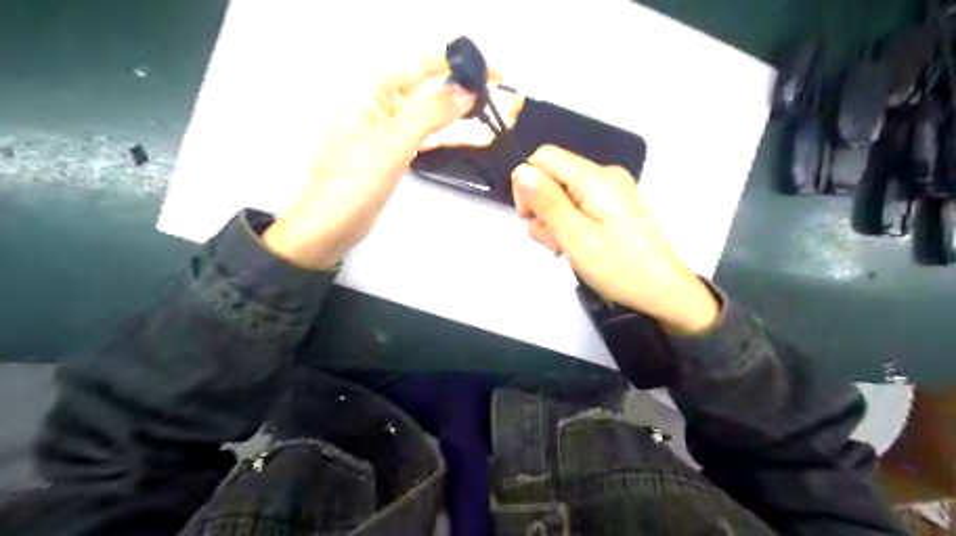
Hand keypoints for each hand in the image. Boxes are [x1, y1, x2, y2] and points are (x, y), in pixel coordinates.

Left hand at [261, 57, 507, 269]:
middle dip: (467, 94)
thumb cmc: (354, 180)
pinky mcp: (397, 152)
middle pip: (432, 91)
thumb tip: (465, 89)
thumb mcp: (394, 141)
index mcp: (374, 91)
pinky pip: (429, 137)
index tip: (492, 74)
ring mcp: (390, 130)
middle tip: (503, 99)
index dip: (459, 68)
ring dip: (464, 117)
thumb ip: (430, 112)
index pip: (424, 68)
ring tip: (498, 118)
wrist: (332, 223)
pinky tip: (475, 137)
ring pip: (434, 116)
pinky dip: (451, 137)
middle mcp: (382, 105)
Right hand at [512, 144, 721, 331]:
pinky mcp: (611, 206)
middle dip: (541, 208)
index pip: (544, 157)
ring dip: (553, 221)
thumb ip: (547, 202)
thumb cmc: (618, 267)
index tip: (529, 218)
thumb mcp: (576, 237)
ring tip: (566, 249)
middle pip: (551, 176)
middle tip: (553, 242)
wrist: (661, 291)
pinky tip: (575, 246)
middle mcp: (603, 176)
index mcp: (595, 178)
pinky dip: (568, 225)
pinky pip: (576, 205)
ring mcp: (609, 191)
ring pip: (561, 194)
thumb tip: (520, 170)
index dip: (527, 184)